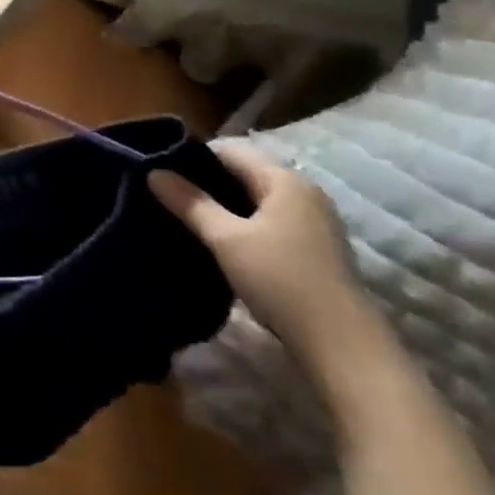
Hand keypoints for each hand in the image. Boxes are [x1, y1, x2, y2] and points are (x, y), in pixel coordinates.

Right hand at [149, 140, 376, 381]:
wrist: (341, 344)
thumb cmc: (280, 280)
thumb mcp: (226, 239)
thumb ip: (190, 203)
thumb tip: (153, 172)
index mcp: (284, 179)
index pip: (229, 150)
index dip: (192, 157)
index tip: (161, 173)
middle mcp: (303, 191)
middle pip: (244, 172)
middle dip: (206, 182)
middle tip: (168, 196)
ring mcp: (313, 220)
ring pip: (256, 198)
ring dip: (224, 205)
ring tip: (188, 218)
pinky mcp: (315, 246)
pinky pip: (269, 219)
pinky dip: (244, 223)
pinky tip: (221, 241)